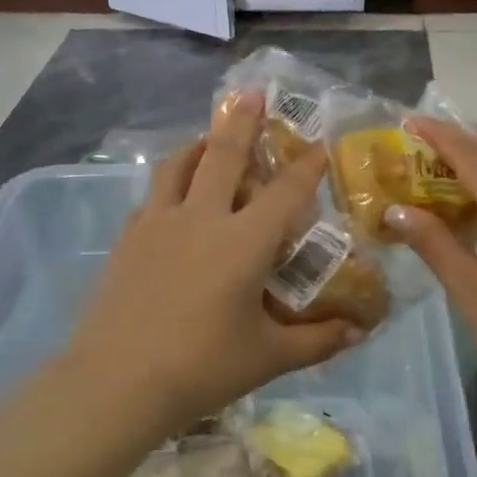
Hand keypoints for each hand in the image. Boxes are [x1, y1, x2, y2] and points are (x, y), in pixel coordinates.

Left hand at [64, 94, 359, 435]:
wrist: (116, 384)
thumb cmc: (201, 369)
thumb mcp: (269, 357)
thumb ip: (318, 340)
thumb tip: (360, 331)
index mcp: (242, 243)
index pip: (285, 192)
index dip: (307, 165)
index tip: (320, 144)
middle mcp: (201, 218)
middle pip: (222, 154)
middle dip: (242, 120)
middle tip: (252, 93)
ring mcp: (158, 224)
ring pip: (177, 165)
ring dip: (198, 144)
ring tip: (208, 136)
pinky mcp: (128, 239)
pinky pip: (153, 196)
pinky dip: (170, 183)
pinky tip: (175, 199)